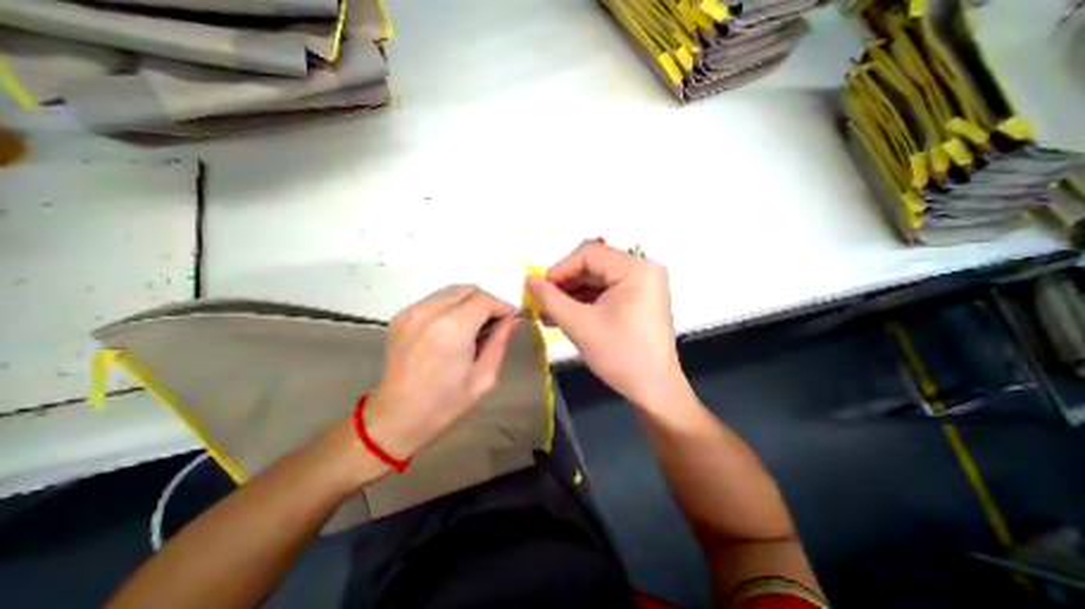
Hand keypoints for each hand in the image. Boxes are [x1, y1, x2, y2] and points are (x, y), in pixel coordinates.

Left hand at [361, 287, 518, 460]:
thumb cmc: (445, 403)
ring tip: (474, 326)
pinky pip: (435, 300)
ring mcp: (411, 312)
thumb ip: (500, 342)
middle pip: (467, 290)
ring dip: (469, 303)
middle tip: (494, 323)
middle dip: (486, 302)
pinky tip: (453, 328)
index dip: (501, 306)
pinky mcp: (401, 317)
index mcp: (452, 329)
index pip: (484, 300)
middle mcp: (429, 312)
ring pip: (451, 292)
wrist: (396, 418)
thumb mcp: (483, 377)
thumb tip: (514, 320)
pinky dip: (451, 307)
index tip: (510, 319)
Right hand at [527, 240, 685, 407]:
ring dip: (571, 295)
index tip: (538, 288)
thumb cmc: (620, 356)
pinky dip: (584, 303)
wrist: (653, 390)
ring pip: (596, 280)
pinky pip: (605, 292)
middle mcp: (642, 270)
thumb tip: (528, 280)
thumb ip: (550, 299)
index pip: (588, 254)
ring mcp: (641, 285)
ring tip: (547, 313)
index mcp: (636, 269)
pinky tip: (564, 316)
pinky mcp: (638, 299)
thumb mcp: (580, 325)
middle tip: (540, 303)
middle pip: (592, 266)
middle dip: (564, 285)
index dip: (559, 269)